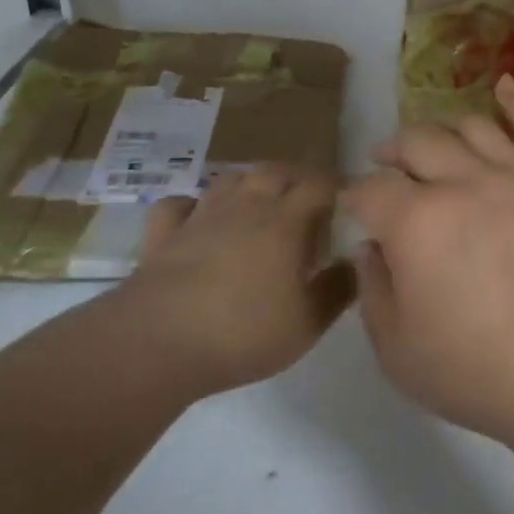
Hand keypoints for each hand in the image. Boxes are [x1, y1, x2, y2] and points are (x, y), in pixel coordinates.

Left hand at [110, 165, 354, 400]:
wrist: (157, 343)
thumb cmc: (243, 333)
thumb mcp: (307, 323)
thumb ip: (338, 290)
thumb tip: (355, 262)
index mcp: (285, 222)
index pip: (319, 185)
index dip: (336, 186)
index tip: (347, 199)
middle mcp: (245, 207)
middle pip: (274, 170)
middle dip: (294, 177)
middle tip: (305, 201)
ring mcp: (200, 217)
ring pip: (228, 179)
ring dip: (247, 184)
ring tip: (257, 205)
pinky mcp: (163, 234)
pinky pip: (178, 205)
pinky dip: (191, 206)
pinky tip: (197, 220)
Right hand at [344, 76, 513, 454]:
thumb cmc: (479, 373)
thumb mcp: (397, 350)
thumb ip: (373, 289)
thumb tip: (373, 247)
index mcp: (417, 222)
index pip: (371, 189)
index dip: (355, 198)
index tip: (355, 212)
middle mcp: (464, 184)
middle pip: (416, 144)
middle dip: (391, 152)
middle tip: (384, 167)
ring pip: (471, 129)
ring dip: (441, 129)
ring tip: (431, 143)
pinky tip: (505, 84)